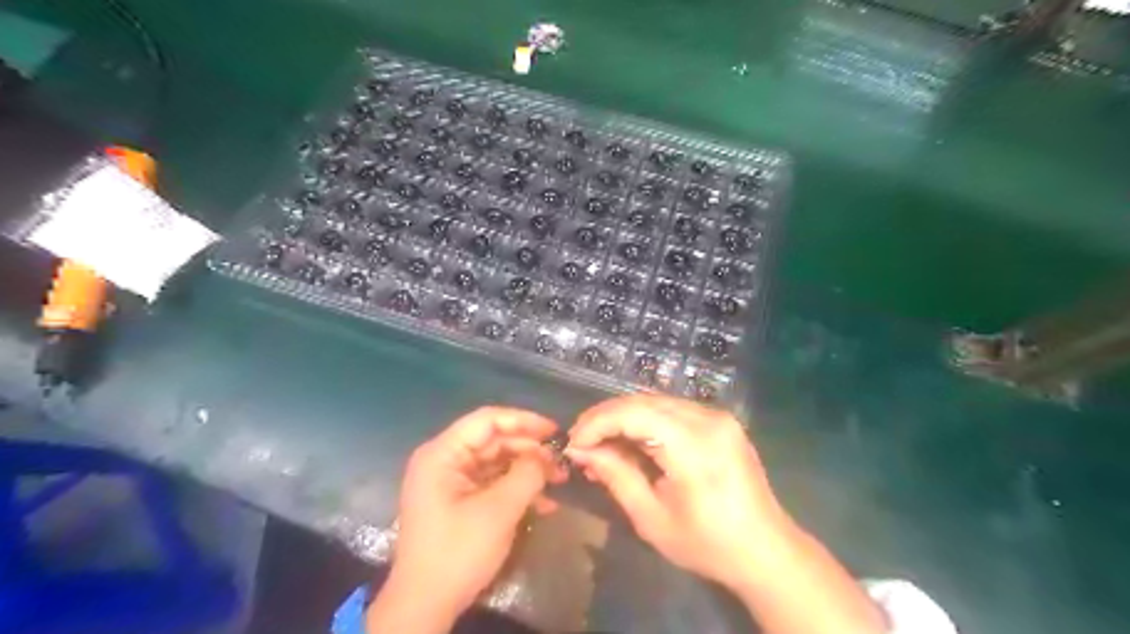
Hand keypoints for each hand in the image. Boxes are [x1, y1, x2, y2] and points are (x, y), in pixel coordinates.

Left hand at [376, 409, 570, 625]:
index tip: (555, 431)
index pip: (487, 420)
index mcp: (443, 453)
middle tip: (562, 462)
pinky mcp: (459, 500)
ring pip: (497, 462)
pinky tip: (544, 503)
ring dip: (528, 470)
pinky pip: (492, 483)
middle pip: (494, 440)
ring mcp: (451, 481)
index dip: (524, 421)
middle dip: (529, 450)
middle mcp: (445, 460)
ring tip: (559, 480)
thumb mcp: (499, 510)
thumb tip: (547, 455)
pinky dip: (517, 489)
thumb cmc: (458, 551)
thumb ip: (527, 474)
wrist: (425, 605)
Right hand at [570, 394, 787, 591]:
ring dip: (624, 417)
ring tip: (602, 443)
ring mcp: (718, 416)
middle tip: (582, 442)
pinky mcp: (722, 421)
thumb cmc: (707, 544)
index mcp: (694, 445)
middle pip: (643, 401)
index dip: (597, 422)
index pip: (633, 412)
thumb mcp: (652, 517)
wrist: (766, 551)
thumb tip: (581, 449)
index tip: (573, 443)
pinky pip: (673, 410)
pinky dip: (646, 420)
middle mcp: (708, 419)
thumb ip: (615, 475)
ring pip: (656, 401)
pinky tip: (632, 441)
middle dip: (606, 417)